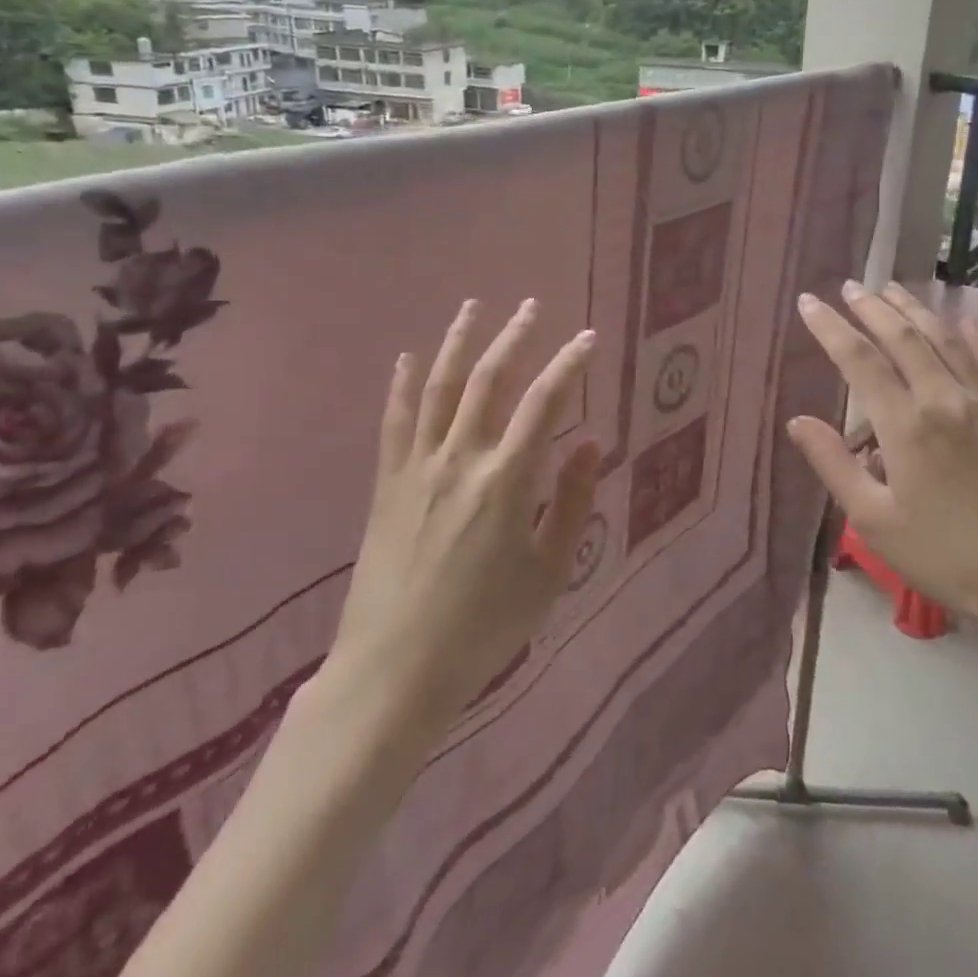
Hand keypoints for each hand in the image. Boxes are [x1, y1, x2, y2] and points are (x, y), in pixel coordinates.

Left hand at [328, 298, 599, 727]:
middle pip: (489, 380)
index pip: (544, 403)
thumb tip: (589, 444)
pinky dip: (403, 385)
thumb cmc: (484, 627)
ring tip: (473, 307)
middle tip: (531, 306)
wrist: (395, 670)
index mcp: (506, 481)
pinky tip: (408, 359)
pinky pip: (395, 421)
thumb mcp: (548, 573)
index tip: (587, 338)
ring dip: (458, 343)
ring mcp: (417, 467)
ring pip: (440, 388)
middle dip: (514, 337)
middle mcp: (460, 459)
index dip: (569, 365)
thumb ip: (571, 503)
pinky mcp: (387, 484)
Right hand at [787, 281, 977, 646]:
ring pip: (945, 339)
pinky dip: (973, 336)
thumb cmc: (948, 556)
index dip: (831, 327)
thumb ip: (834, 466)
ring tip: (893, 289)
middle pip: (903, 337)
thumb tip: (797, 421)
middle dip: (871, 308)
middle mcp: (945, 399)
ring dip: (916, 310)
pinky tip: (964, 322)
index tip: (809, 303)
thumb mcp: (876, 522)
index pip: (859, 360)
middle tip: (849, 286)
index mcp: (906, 425)